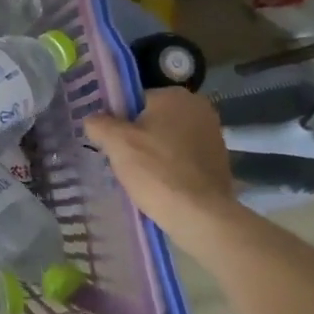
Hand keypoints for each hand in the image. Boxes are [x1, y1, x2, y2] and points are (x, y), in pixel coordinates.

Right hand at [84, 90, 239, 240]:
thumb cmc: (156, 170)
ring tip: (139, 176)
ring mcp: (214, 137)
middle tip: (122, 159)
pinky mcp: (219, 163)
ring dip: (153, 152)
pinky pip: (183, 159)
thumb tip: (94, 121)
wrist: (201, 217)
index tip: (111, 141)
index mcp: (176, 96)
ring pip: (168, 140)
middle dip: (137, 136)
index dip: (119, 119)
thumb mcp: (115, 142)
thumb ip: (98, 123)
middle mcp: (200, 109)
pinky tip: (159, 185)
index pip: (135, 100)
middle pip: (153, 119)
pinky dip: (170, 168)